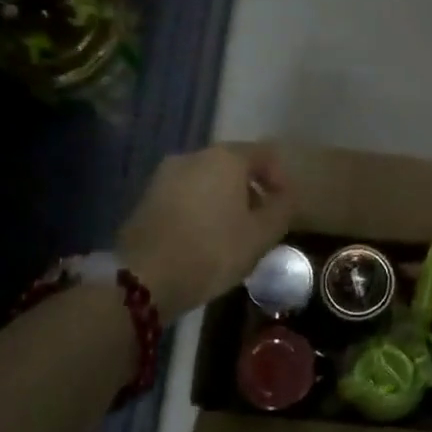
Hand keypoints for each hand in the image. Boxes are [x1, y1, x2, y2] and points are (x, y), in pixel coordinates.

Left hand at [117, 145, 291, 320]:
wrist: (145, 278)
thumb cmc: (213, 251)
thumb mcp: (261, 235)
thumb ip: (282, 209)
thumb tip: (286, 196)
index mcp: (225, 158)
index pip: (264, 154)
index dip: (280, 177)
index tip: (285, 205)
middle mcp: (193, 156)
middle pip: (233, 165)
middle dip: (251, 189)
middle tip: (261, 220)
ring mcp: (165, 175)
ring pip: (207, 180)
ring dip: (224, 199)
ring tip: (233, 232)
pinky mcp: (147, 197)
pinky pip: (186, 195)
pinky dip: (201, 208)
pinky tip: (205, 236)